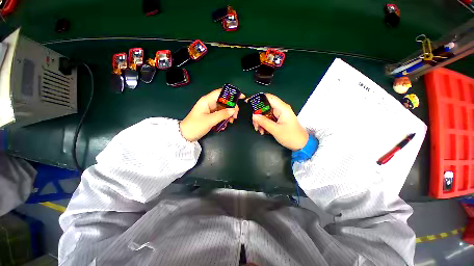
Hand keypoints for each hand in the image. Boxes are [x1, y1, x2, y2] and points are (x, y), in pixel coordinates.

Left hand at [180, 89, 245, 141]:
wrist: (185, 135)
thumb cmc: (195, 126)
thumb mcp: (210, 120)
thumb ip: (222, 114)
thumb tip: (233, 110)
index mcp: (207, 100)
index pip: (221, 93)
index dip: (232, 94)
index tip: (241, 97)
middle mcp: (209, 103)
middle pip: (224, 101)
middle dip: (231, 108)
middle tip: (235, 116)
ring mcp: (210, 110)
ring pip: (223, 109)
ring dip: (228, 115)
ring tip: (230, 122)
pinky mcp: (211, 115)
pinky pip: (221, 115)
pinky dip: (224, 119)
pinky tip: (224, 125)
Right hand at [250, 94, 308, 150]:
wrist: (301, 144)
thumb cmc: (290, 136)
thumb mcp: (276, 130)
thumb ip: (264, 122)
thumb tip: (254, 115)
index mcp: (282, 108)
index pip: (268, 97)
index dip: (258, 98)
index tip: (249, 102)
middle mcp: (280, 109)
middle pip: (265, 106)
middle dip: (258, 114)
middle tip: (255, 124)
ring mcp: (279, 114)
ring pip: (265, 113)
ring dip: (260, 121)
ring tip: (259, 130)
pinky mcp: (278, 119)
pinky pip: (267, 119)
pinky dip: (263, 124)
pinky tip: (263, 131)